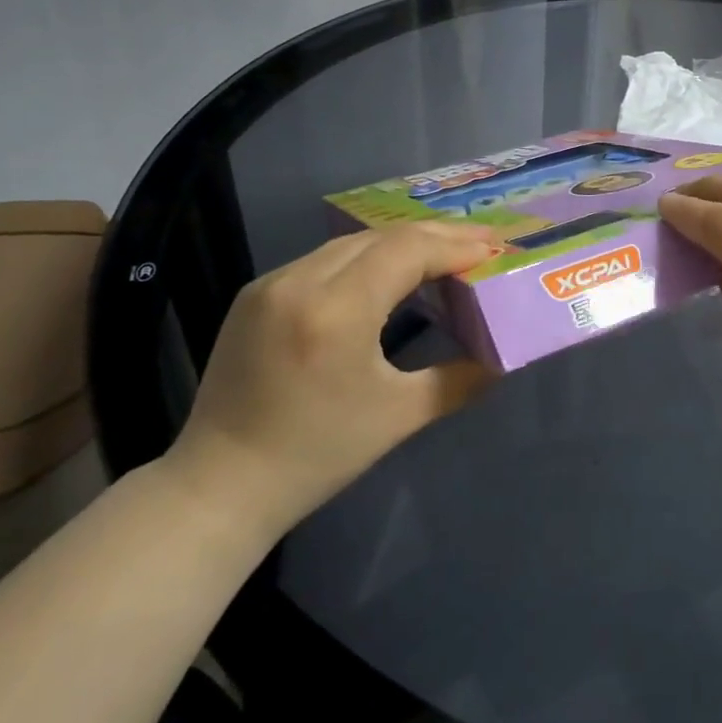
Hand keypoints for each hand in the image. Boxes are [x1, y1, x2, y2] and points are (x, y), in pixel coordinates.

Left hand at [164, 222, 502, 540]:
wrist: (219, 486)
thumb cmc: (317, 455)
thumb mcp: (399, 417)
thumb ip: (458, 380)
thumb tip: (501, 361)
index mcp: (336, 311)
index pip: (406, 252)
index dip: (454, 246)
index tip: (494, 249)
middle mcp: (299, 282)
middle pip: (381, 237)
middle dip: (436, 236)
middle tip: (481, 241)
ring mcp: (270, 284)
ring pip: (350, 242)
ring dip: (401, 243)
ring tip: (444, 251)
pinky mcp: (255, 294)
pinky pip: (322, 259)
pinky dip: (365, 257)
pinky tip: (388, 270)